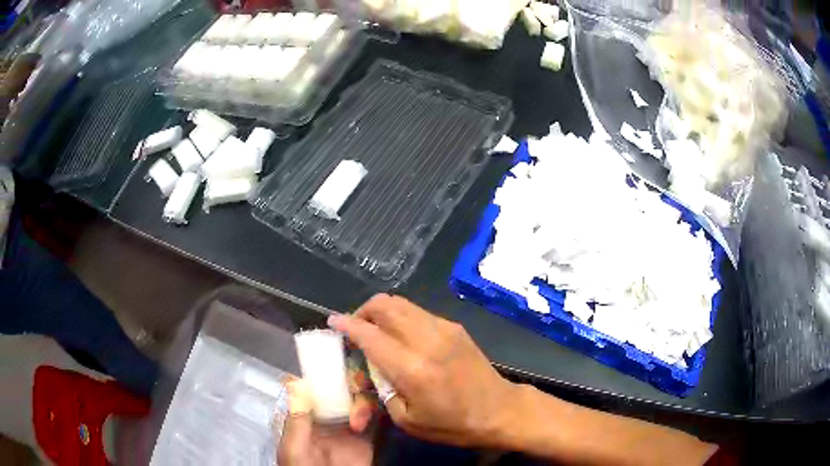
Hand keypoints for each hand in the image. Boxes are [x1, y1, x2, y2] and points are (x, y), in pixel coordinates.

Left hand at [277, 376, 374, 465]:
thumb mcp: (294, 447)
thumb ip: (297, 419)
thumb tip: (294, 381)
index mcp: (304, 418)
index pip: (313, 390)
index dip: (322, 375)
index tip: (335, 360)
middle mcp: (326, 418)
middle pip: (339, 392)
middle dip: (348, 384)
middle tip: (356, 381)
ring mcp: (347, 428)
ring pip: (357, 402)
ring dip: (362, 400)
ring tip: (360, 416)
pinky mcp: (366, 439)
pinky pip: (374, 420)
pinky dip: (376, 411)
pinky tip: (373, 412)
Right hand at [328, 294, 518, 448]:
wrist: (499, 410)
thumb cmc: (452, 424)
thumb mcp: (407, 420)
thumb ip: (381, 391)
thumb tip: (368, 371)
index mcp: (412, 369)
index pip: (370, 335)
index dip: (347, 325)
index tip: (334, 322)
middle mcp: (426, 340)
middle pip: (385, 305)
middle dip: (363, 310)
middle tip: (356, 327)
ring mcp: (444, 329)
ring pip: (402, 303)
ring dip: (382, 311)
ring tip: (376, 330)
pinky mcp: (455, 327)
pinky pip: (418, 312)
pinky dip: (402, 317)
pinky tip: (402, 337)